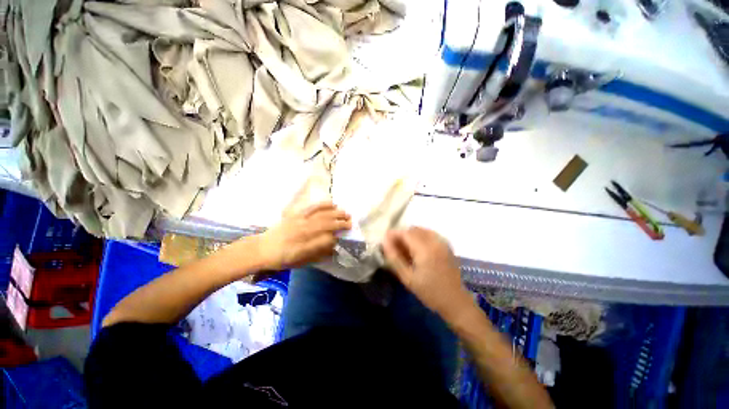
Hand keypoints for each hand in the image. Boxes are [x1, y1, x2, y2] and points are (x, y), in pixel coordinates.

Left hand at [257, 202, 351, 269]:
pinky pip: (312, 207)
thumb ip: (318, 253)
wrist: (262, 249)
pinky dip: (323, 205)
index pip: (327, 238)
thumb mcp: (300, 262)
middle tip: (351, 222)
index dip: (338, 236)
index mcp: (305, 245)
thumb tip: (333, 245)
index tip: (345, 235)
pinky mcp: (296, 214)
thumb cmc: (282, 258)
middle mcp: (304, 231)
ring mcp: (300, 220)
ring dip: (335, 213)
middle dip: (341, 222)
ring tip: (345, 212)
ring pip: (322, 214)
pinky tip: (331, 203)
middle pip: (327, 224)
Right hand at [383, 227, 472, 321]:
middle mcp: (435, 241)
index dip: (393, 234)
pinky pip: (430, 234)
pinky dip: (420, 237)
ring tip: (404, 248)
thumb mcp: (408, 278)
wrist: (456, 301)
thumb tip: (384, 242)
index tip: (384, 241)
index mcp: (425, 249)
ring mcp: (442, 242)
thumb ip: (394, 258)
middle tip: (393, 246)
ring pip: (421, 230)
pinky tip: (417, 248)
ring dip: (410, 235)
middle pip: (413, 229)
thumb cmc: (429, 292)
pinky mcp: (446, 245)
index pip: (405, 233)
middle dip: (401, 234)